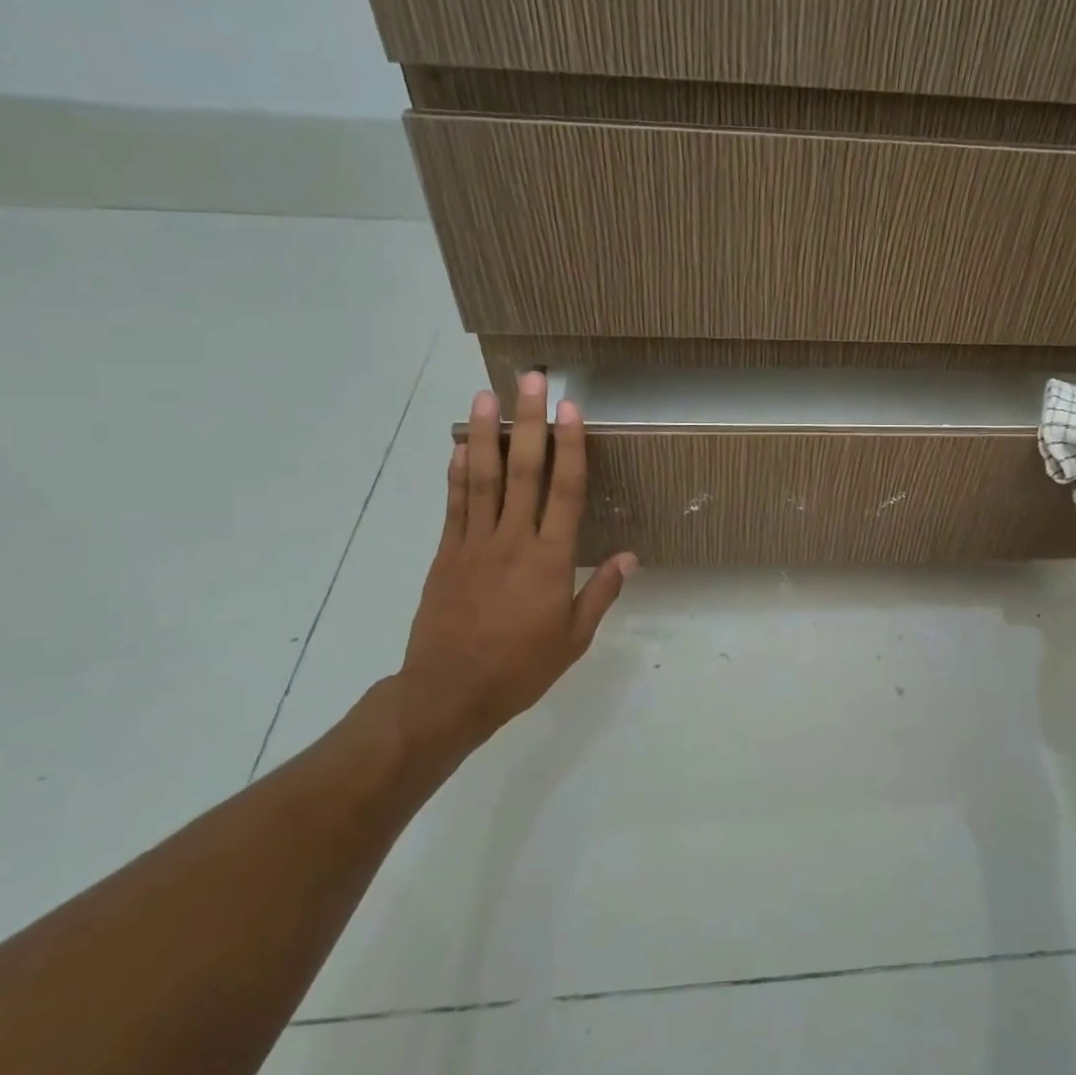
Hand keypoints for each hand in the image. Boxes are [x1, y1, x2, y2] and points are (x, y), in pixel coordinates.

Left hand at [399, 373, 636, 744]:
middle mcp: (513, 541)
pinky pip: (454, 506)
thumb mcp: (574, 638)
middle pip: (523, 472)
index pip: (566, 492)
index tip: (571, 410)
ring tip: (487, 395)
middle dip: (528, 422)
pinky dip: (457, 473)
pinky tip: (461, 445)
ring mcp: (473, 545)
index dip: (571, 447)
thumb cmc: (521, 668)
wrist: (448, 694)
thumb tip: (630, 556)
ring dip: (487, 434)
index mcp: (550, 561)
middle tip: (530, 381)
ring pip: (483, 479)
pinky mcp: (445, 555)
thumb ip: (600, 592)